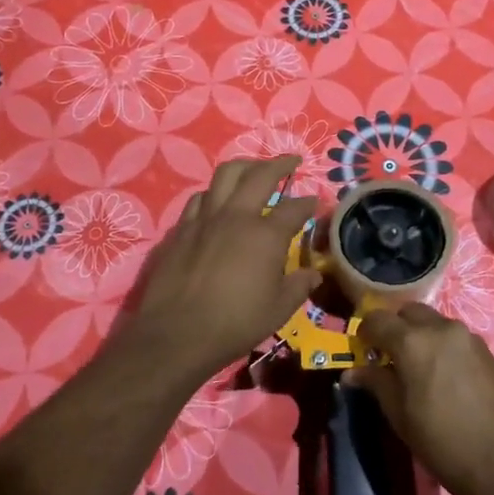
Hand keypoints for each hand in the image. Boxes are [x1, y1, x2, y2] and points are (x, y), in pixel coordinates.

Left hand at [126, 156, 320, 376]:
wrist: (177, 333)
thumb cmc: (235, 323)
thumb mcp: (278, 310)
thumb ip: (298, 286)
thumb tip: (314, 274)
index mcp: (265, 235)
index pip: (295, 208)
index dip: (309, 202)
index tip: (317, 199)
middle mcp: (236, 216)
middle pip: (259, 174)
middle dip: (280, 163)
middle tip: (291, 161)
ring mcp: (205, 219)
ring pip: (224, 176)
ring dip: (243, 168)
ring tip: (252, 171)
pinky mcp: (180, 229)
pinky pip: (199, 199)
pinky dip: (213, 195)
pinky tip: (216, 203)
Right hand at [346, 302, 493, 494]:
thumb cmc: (444, 443)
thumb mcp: (401, 417)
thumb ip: (376, 384)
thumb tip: (352, 372)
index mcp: (413, 341)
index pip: (377, 318)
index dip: (365, 332)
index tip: (363, 352)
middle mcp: (441, 328)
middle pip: (408, 312)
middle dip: (394, 328)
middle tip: (389, 357)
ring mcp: (468, 337)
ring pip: (433, 322)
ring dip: (419, 335)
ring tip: (418, 369)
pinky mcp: (487, 350)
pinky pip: (454, 337)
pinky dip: (441, 346)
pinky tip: (444, 377)